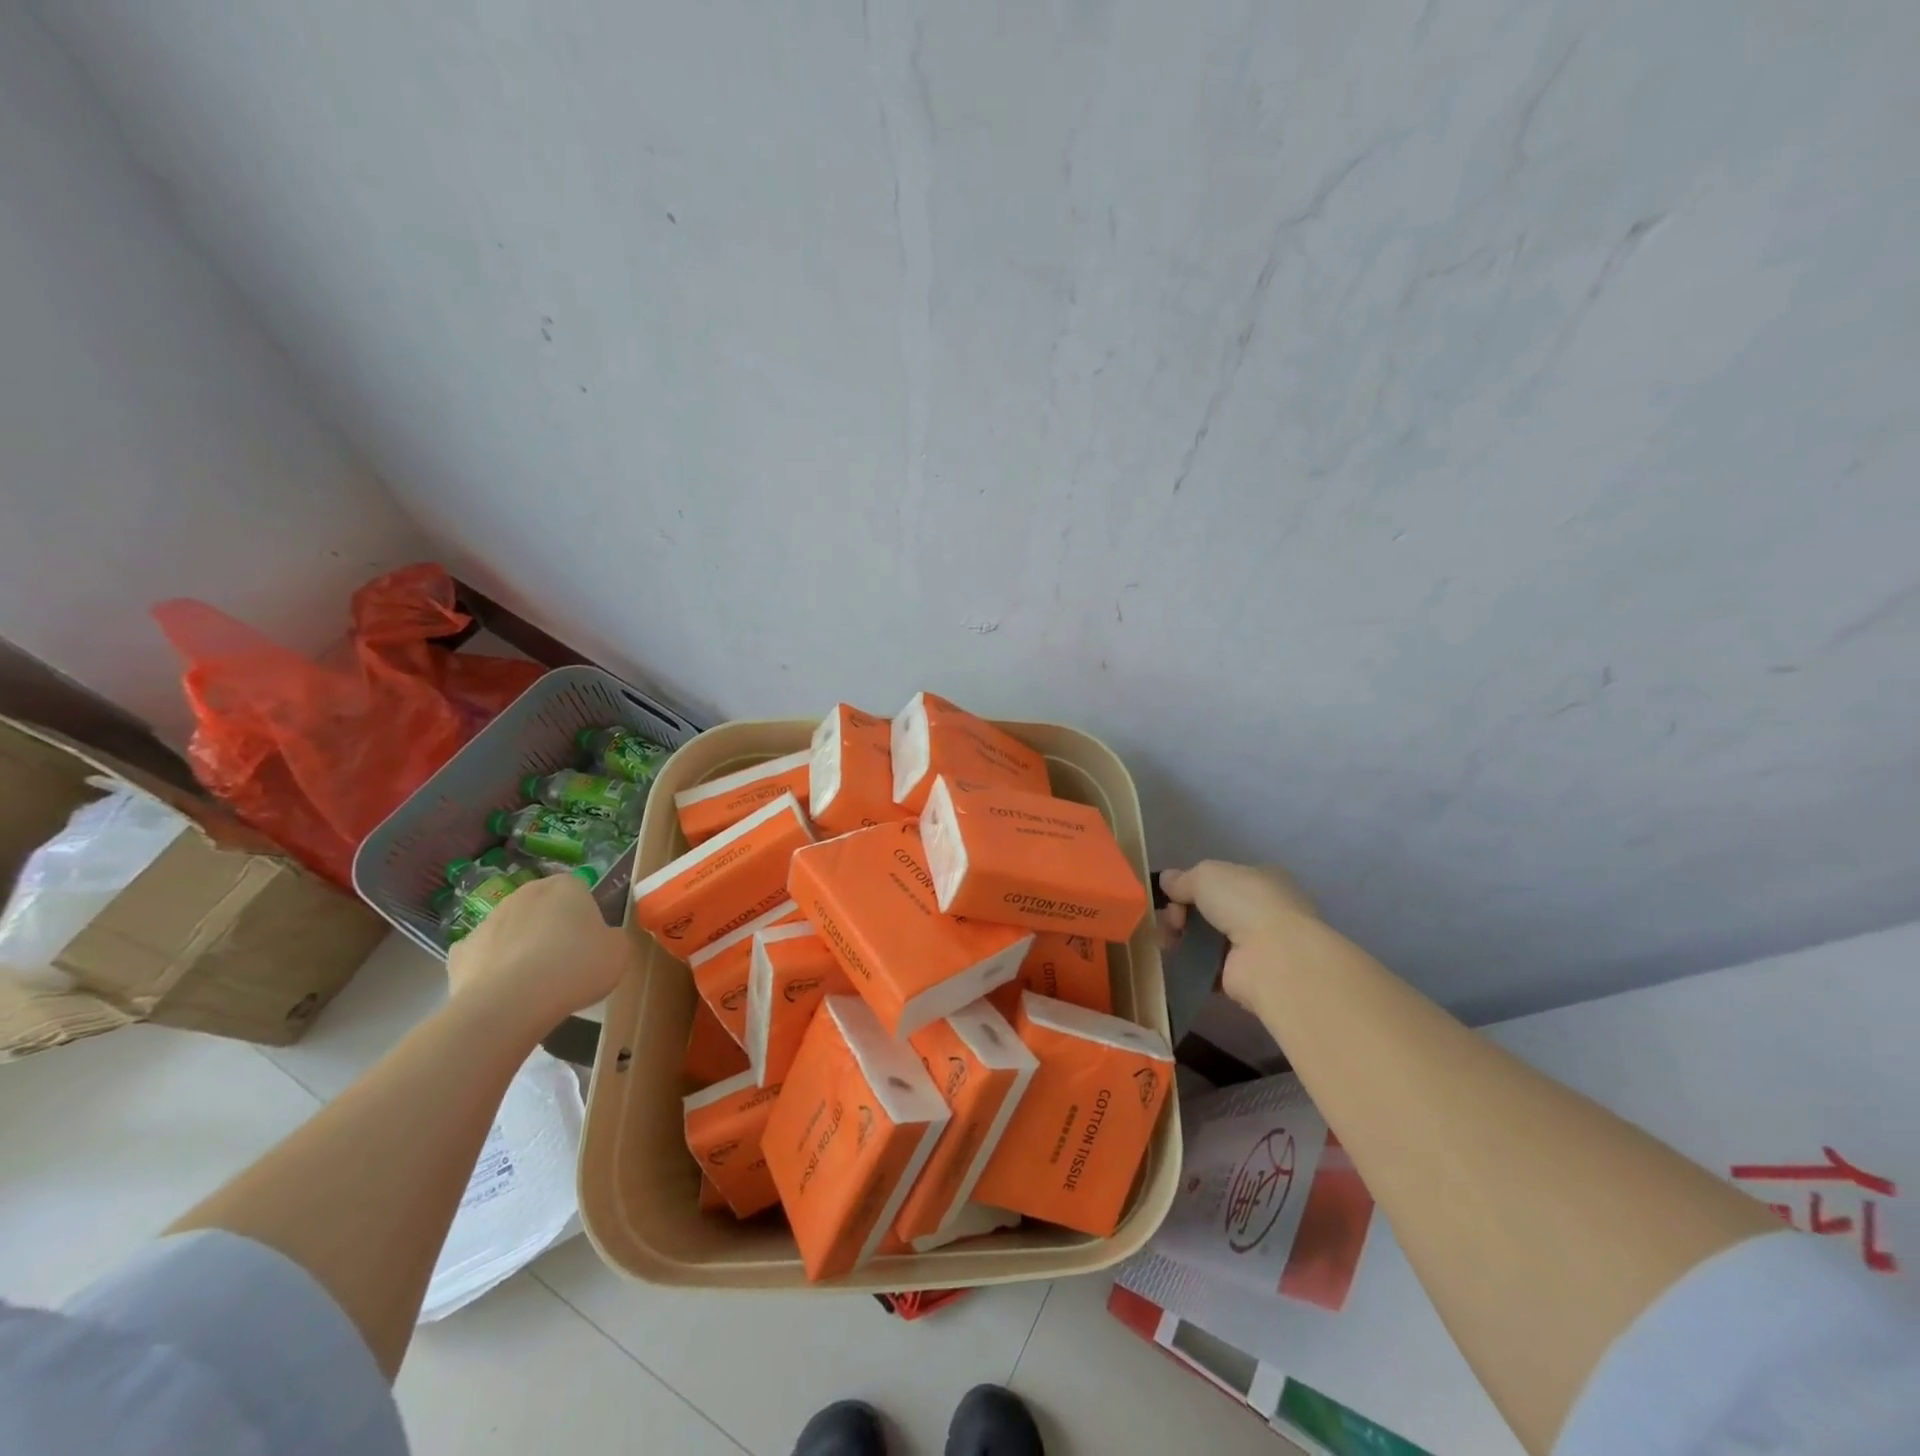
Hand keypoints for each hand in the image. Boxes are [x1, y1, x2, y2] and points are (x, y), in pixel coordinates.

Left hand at [445, 873, 630, 1033]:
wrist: (511, 1003)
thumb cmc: (576, 967)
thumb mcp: (619, 951)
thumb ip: (612, 937)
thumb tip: (602, 940)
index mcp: (566, 886)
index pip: (580, 892)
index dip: (587, 918)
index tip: (592, 943)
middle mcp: (525, 894)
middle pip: (544, 908)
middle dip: (552, 929)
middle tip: (567, 962)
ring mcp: (487, 921)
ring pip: (512, 931)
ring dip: (522, 948)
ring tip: (536, 985)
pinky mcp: (459, 953)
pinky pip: (484, 957)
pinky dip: (492, 970)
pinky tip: (504, 991)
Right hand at [1157, 861, 1319, 1014]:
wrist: (1272, 958)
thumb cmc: (1245, 903)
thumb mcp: (1206, 875)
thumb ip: (1184, 878)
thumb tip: (1166, 880)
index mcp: (1261, 879)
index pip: (1222, 879)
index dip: (1192, 885)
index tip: (1172, 895)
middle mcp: (1262, 910)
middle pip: (1211, 909)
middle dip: (1183, 912)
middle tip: (1171, 921)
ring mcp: (1255, 945)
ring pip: (1207, 937)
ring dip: (1183, 937)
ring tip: (1166, 941)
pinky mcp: (1245, 976)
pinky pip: (1209, 965)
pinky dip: (1191, 963)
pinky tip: (1175, 960)